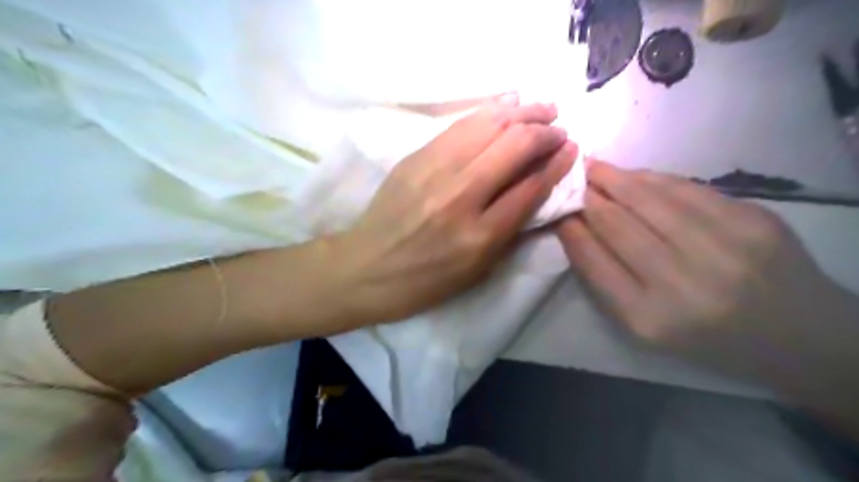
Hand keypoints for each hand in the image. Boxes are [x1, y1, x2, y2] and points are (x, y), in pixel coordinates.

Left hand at [334, 97, 575, 324]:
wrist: (365, 267)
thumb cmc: (425, 280)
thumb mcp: (477, 271)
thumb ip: (510, 231)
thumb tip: (537, 189)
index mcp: (479, 236)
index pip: (531, 187)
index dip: (557, 164)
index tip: (571, 150)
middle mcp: (460, 196)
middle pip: (514, 147)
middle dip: (545, 132)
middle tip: (559, 129)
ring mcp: (434, 171)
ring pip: (488, 126)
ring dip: (522, 112)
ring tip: (542, 108)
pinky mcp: (415, 157)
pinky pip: (459, 124)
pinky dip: (489, 111)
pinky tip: (506, 104)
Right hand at [554, 161, 843, 377]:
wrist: (798, 336)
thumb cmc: (706, 338)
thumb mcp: (645, 325)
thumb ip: (606, 279)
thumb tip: (575, 227)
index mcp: (648, 317)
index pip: (594, 260)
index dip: (572, 230)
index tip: (557, 211)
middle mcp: (683, 283)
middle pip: (618, 225)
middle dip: (588, 197)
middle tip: (570, 178)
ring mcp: (723, 248)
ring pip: (649, 199)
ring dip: (615, 179)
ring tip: (594, 167)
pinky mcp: (754, 221)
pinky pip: (687, 190)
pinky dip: (654, 179)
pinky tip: (635, 174)